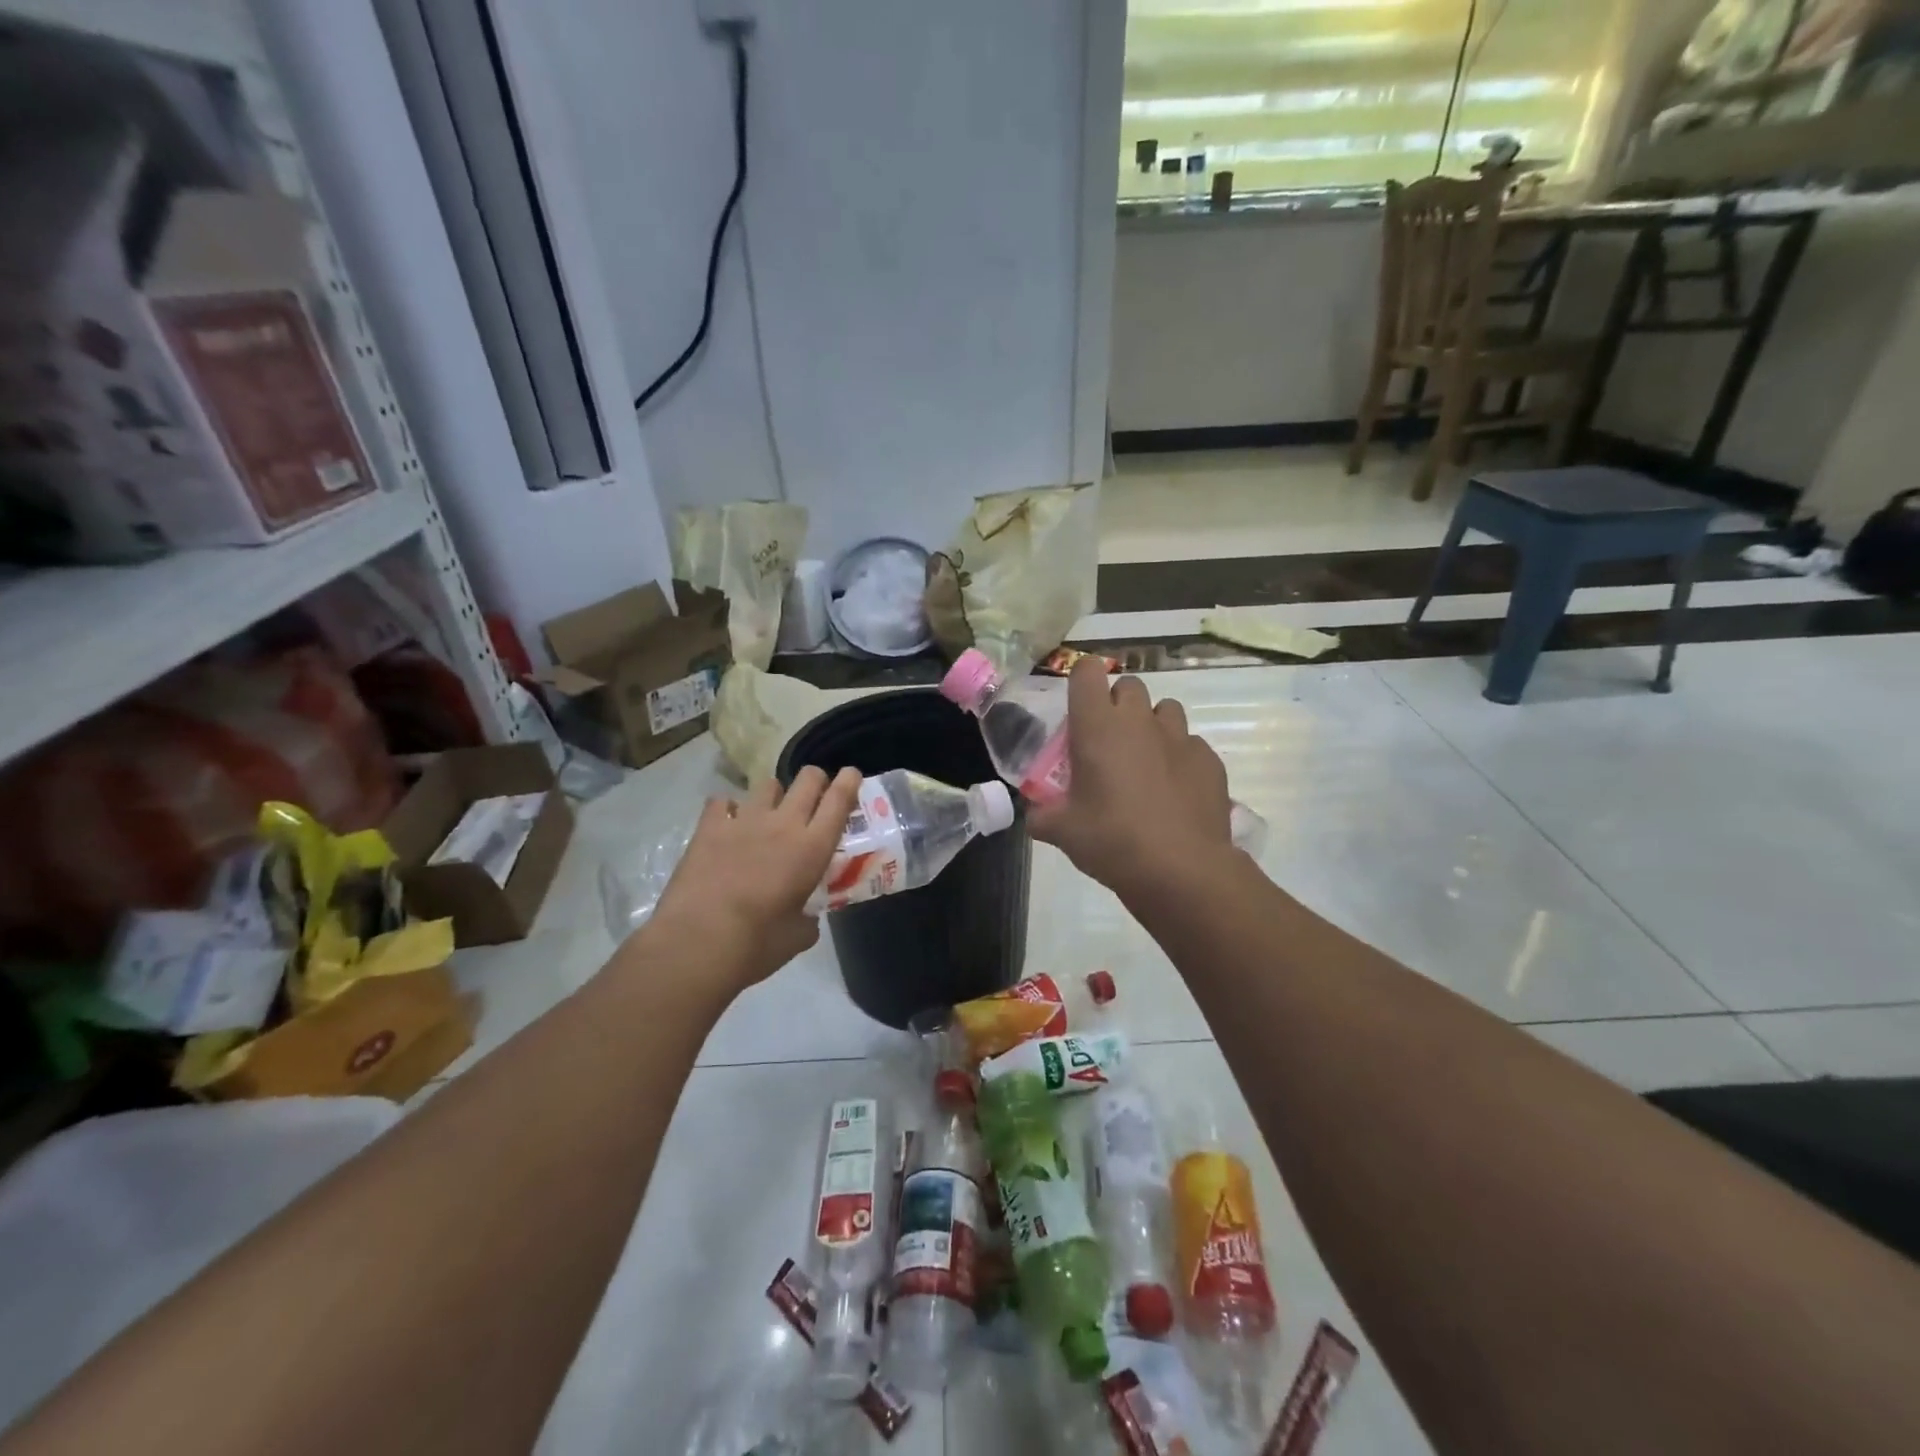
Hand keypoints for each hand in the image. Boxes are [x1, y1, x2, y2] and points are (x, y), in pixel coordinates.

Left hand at [643, 766, 862, 993]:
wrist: (696, 943)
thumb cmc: (756, 945)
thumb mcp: (798, 937)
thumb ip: (808, 919)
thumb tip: (805, 917)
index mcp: (812, 848)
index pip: (839, 800)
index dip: (849, 781)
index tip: (851, 775)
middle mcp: (783, 824)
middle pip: (808, 779)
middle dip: (816, 780)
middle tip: (814, 797)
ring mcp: (744, 820)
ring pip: (767, 784)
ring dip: (775, 795)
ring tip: (768, 814)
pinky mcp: (709, 827)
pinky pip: (722, 801)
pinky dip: (728, 809)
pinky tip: (727, 825)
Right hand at [1028, 658, 1233, 898]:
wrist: (1181, 870)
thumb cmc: (1112, 841)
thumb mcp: (1062, 832)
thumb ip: (1042, 816)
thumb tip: (1035, 816)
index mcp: (1098, 726)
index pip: (1087, 672)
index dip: (1081, 681)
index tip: (1078, 706)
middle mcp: (1139, 721)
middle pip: (1128, 685)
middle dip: (1116, 704)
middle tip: (1107, 741)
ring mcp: (1179, 737)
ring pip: (1164, 709)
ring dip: (1151, 725)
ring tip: (1143, 761)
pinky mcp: (1209, 759)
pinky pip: (1190, 744)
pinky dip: (1178, 757)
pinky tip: (1173, 790)